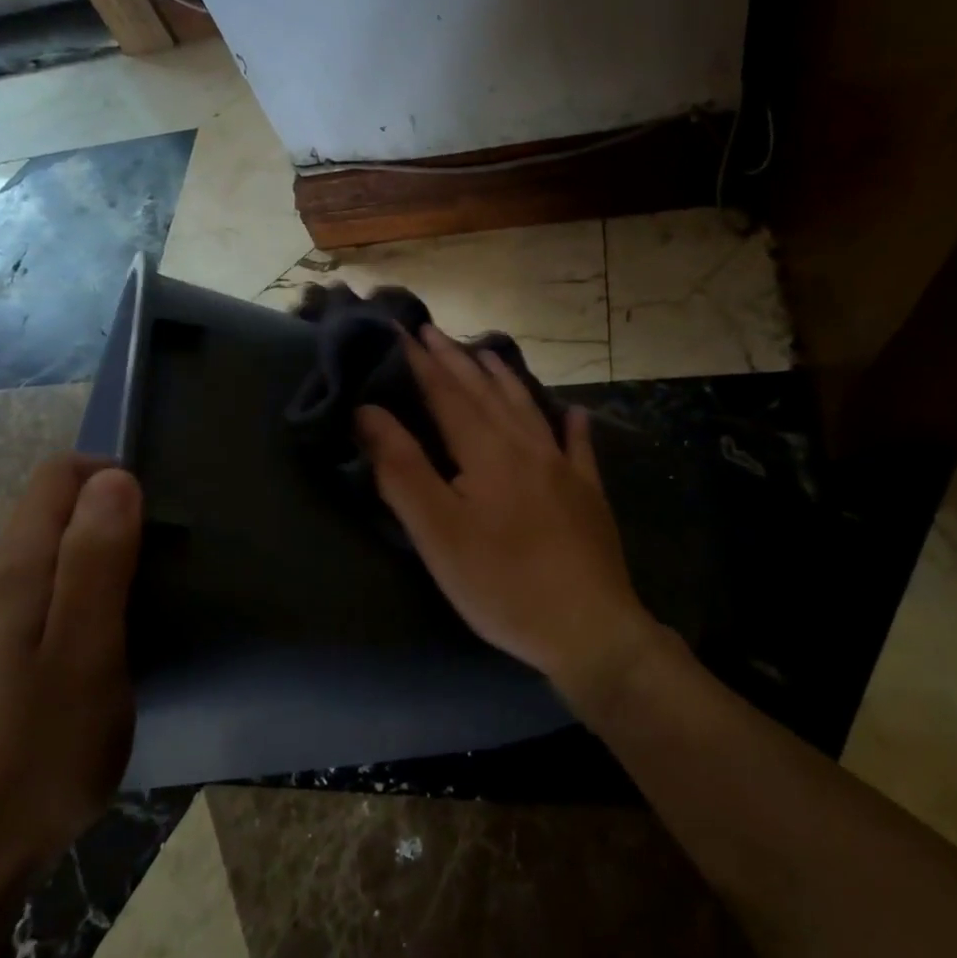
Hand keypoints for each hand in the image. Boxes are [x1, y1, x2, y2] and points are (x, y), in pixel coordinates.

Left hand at [0, 454, 142, 907]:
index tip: (157, 523)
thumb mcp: (87, 652)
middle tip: (158, 570)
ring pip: (49, 546)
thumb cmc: (43, 751)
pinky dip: (81, 586)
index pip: (58, 475)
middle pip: (52, 507)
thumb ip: (96, 560)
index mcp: (9, 570)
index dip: (112, 478)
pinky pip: (41, 583)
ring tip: (140, 603)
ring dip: (100, 553)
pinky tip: (102, 636)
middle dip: (110, 516)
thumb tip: (115, 478)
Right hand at [354, 325, 659, 705]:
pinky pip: (579, 446)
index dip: (419, 361)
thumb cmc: (502, 583)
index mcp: (486, 450)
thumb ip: (402, 469)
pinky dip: (572, 424)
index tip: (397, 330)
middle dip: (454, 359)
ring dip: (502, 378)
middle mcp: (526, 445)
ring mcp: (563, 468)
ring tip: (486, 353)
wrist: (589, 628)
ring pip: (527, 408)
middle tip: (431, 331)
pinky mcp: (588, 494)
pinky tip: (574, 412)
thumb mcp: (438, 532)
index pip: (444, 393)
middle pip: (484, 393)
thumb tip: (367, 412)